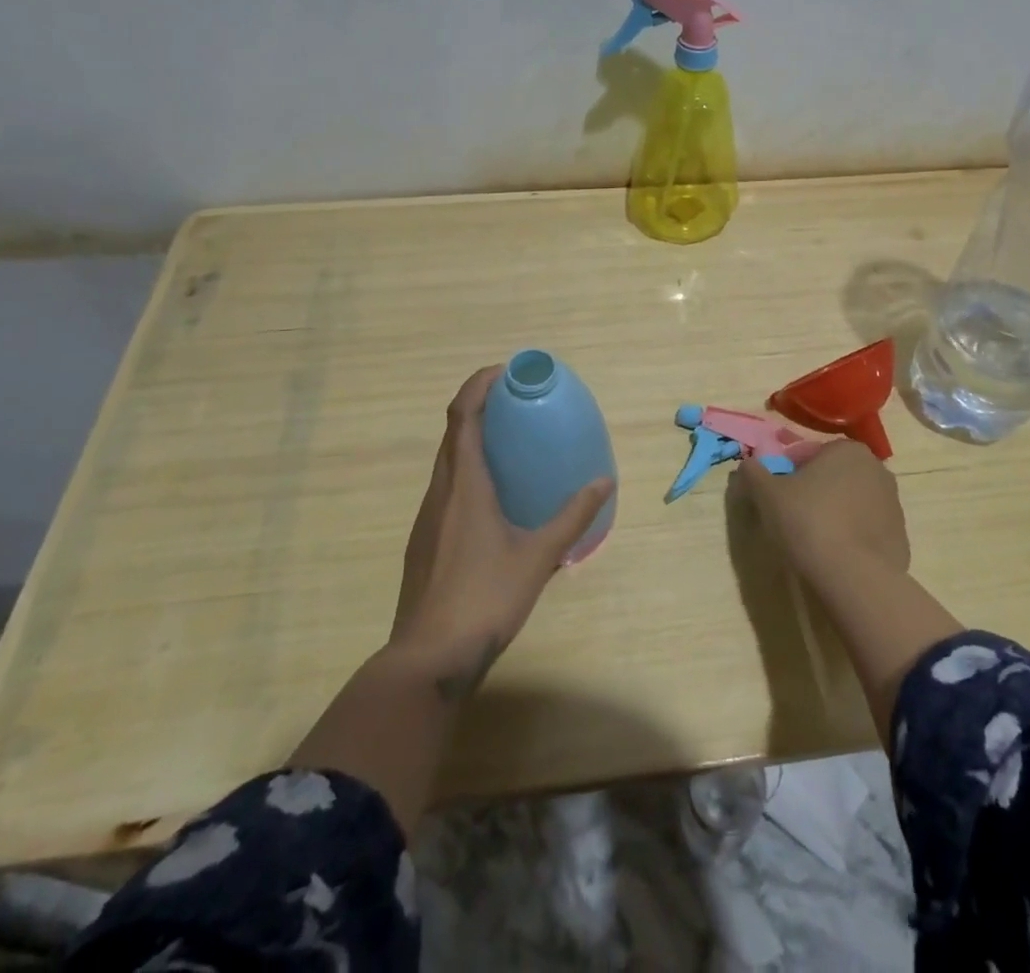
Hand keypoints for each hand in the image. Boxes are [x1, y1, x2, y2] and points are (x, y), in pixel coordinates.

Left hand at [390, 365, 614, 699]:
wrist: (429, 658)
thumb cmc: (486, 598)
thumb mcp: (539, 556)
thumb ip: (572, 516)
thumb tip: (604, 482)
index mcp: (465, 485)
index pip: (463, 415)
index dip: (478, 385)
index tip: (505, 371)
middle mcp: (441, 491)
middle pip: (453, 432)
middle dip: (479, 406)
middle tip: (516, 402)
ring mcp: (428, 517)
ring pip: (447, 460)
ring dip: (472, 438)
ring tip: (509, 442)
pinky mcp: (424, 540)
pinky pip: (446, 486)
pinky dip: (467, 469)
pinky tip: (494, 496)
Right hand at [734, 440, 909, 598]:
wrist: (854, 576)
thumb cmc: (808, 521)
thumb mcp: (767, 494)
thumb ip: (754, 473)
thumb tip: (747, 464)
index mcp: (848, 450)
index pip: (810, 454)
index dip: (788, 472)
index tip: (776, 495)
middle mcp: (877, 469)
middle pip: (834, 476)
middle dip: (815, 491)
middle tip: (792, 516)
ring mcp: (894, 505)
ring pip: (853, 503)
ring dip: (835, 513)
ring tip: (813, 540)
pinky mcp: (901, 537)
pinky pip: (867, 531)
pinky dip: (852, 537)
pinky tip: (835, 556)